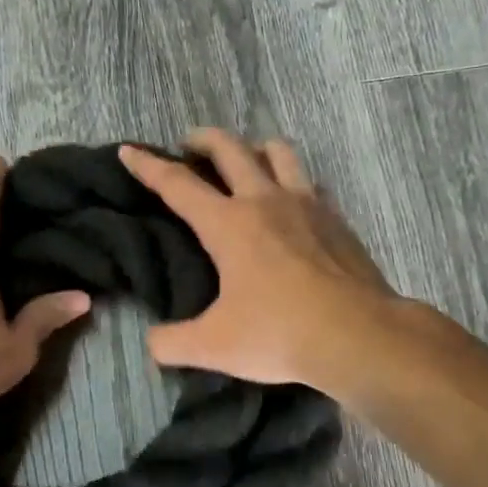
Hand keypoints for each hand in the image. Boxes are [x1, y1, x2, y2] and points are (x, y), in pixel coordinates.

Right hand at [120, 129, 398, 392]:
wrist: (358, 336)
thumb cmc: (278, 334)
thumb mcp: (213, 346)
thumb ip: (172, 343)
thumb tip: (152, 342)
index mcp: (228, 224)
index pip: (178, 185)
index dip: (148, 166)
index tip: (129, 151)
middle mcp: (265, 201)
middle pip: (230, 149)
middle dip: (203, 139)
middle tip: (189, 145)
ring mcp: (307, 205)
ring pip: (279, 152)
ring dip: (255, 148)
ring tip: (246, 161)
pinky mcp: (337, 220)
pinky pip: (311, 184)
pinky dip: (294, 182)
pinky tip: (294, 203)